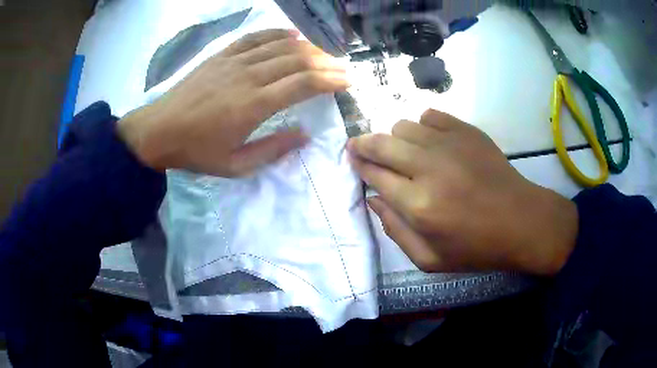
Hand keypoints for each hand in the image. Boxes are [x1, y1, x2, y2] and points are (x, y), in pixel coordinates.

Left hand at [118, 29, 348, 176]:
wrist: (158, 131)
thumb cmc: (196, 151)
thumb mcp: (235, 166)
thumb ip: (272, 150)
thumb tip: (304, 135)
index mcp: (253, 105)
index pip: (303, 84)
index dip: (330, 80)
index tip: (347, 81)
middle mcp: (248, 76)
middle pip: (297, 60)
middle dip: (326, 62)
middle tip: (342, 68)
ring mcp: (234, 61)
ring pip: (280, 45)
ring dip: (308, 48)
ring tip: (324, 54)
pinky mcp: (222, 55)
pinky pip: (256, 37)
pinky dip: (278, 34)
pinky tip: (292, 35)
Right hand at [347, 110, 577, 275]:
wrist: (520, 221)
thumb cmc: (476, 247)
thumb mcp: (429, 259)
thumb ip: (395, 231)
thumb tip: (373, 200)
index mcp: (418, 205)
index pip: (374, 175)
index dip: (359, 166)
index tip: (353, 160)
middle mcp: (428, 168)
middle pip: (381, 143)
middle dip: (363, 144)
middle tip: (359, 147)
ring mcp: (449, 144)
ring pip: (403, 126)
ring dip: (394, 138)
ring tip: (401, 150)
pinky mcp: (466, 131)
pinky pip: (429, 116)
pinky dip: (422, 127)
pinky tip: (429, 141)